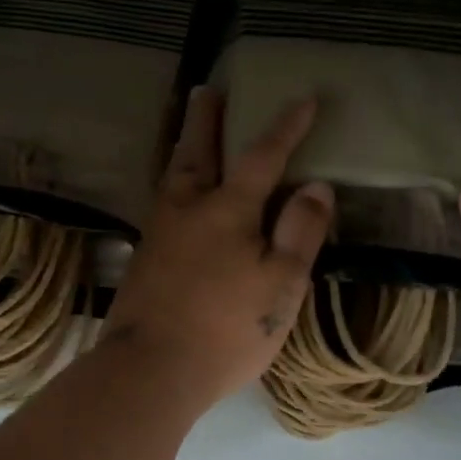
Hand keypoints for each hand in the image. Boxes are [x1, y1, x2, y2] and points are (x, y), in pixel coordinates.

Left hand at [102, 87, 334, 414]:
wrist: (149, 370)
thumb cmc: (226, 328)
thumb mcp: (281, 284)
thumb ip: (300, 231)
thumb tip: (317, 185)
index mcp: (228, 210)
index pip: (263, 157)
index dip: (286, 128)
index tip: (304, 100)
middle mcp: (188, 209)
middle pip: (197, 151)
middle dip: (206, 119)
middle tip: (207, 90)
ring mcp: (159, 233)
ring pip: (173, 175)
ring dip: (184, 145)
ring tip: (189, 130)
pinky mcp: (143, 259)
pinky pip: (162, 202)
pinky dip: (173, 182)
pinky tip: (176, 195)